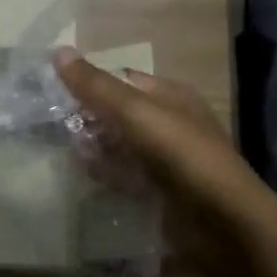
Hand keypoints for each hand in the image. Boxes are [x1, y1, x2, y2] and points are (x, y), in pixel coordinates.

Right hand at [53, 46, 276, 268]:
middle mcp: (169, 123)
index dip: (90, 82)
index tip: (53, 90)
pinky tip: (86, 176)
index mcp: (170, 96)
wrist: (225, 225)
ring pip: (119, 146)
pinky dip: (106, 175)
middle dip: (88, 118)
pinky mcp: (161, 193)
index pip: (122, 79)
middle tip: (51, 124)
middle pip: (118, 114)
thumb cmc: (182, 155)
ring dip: (94, 147)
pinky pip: (125, 177)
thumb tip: (58, 51)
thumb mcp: (136, 112)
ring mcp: (165, 160)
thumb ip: (96, 86)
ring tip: (64, 150)